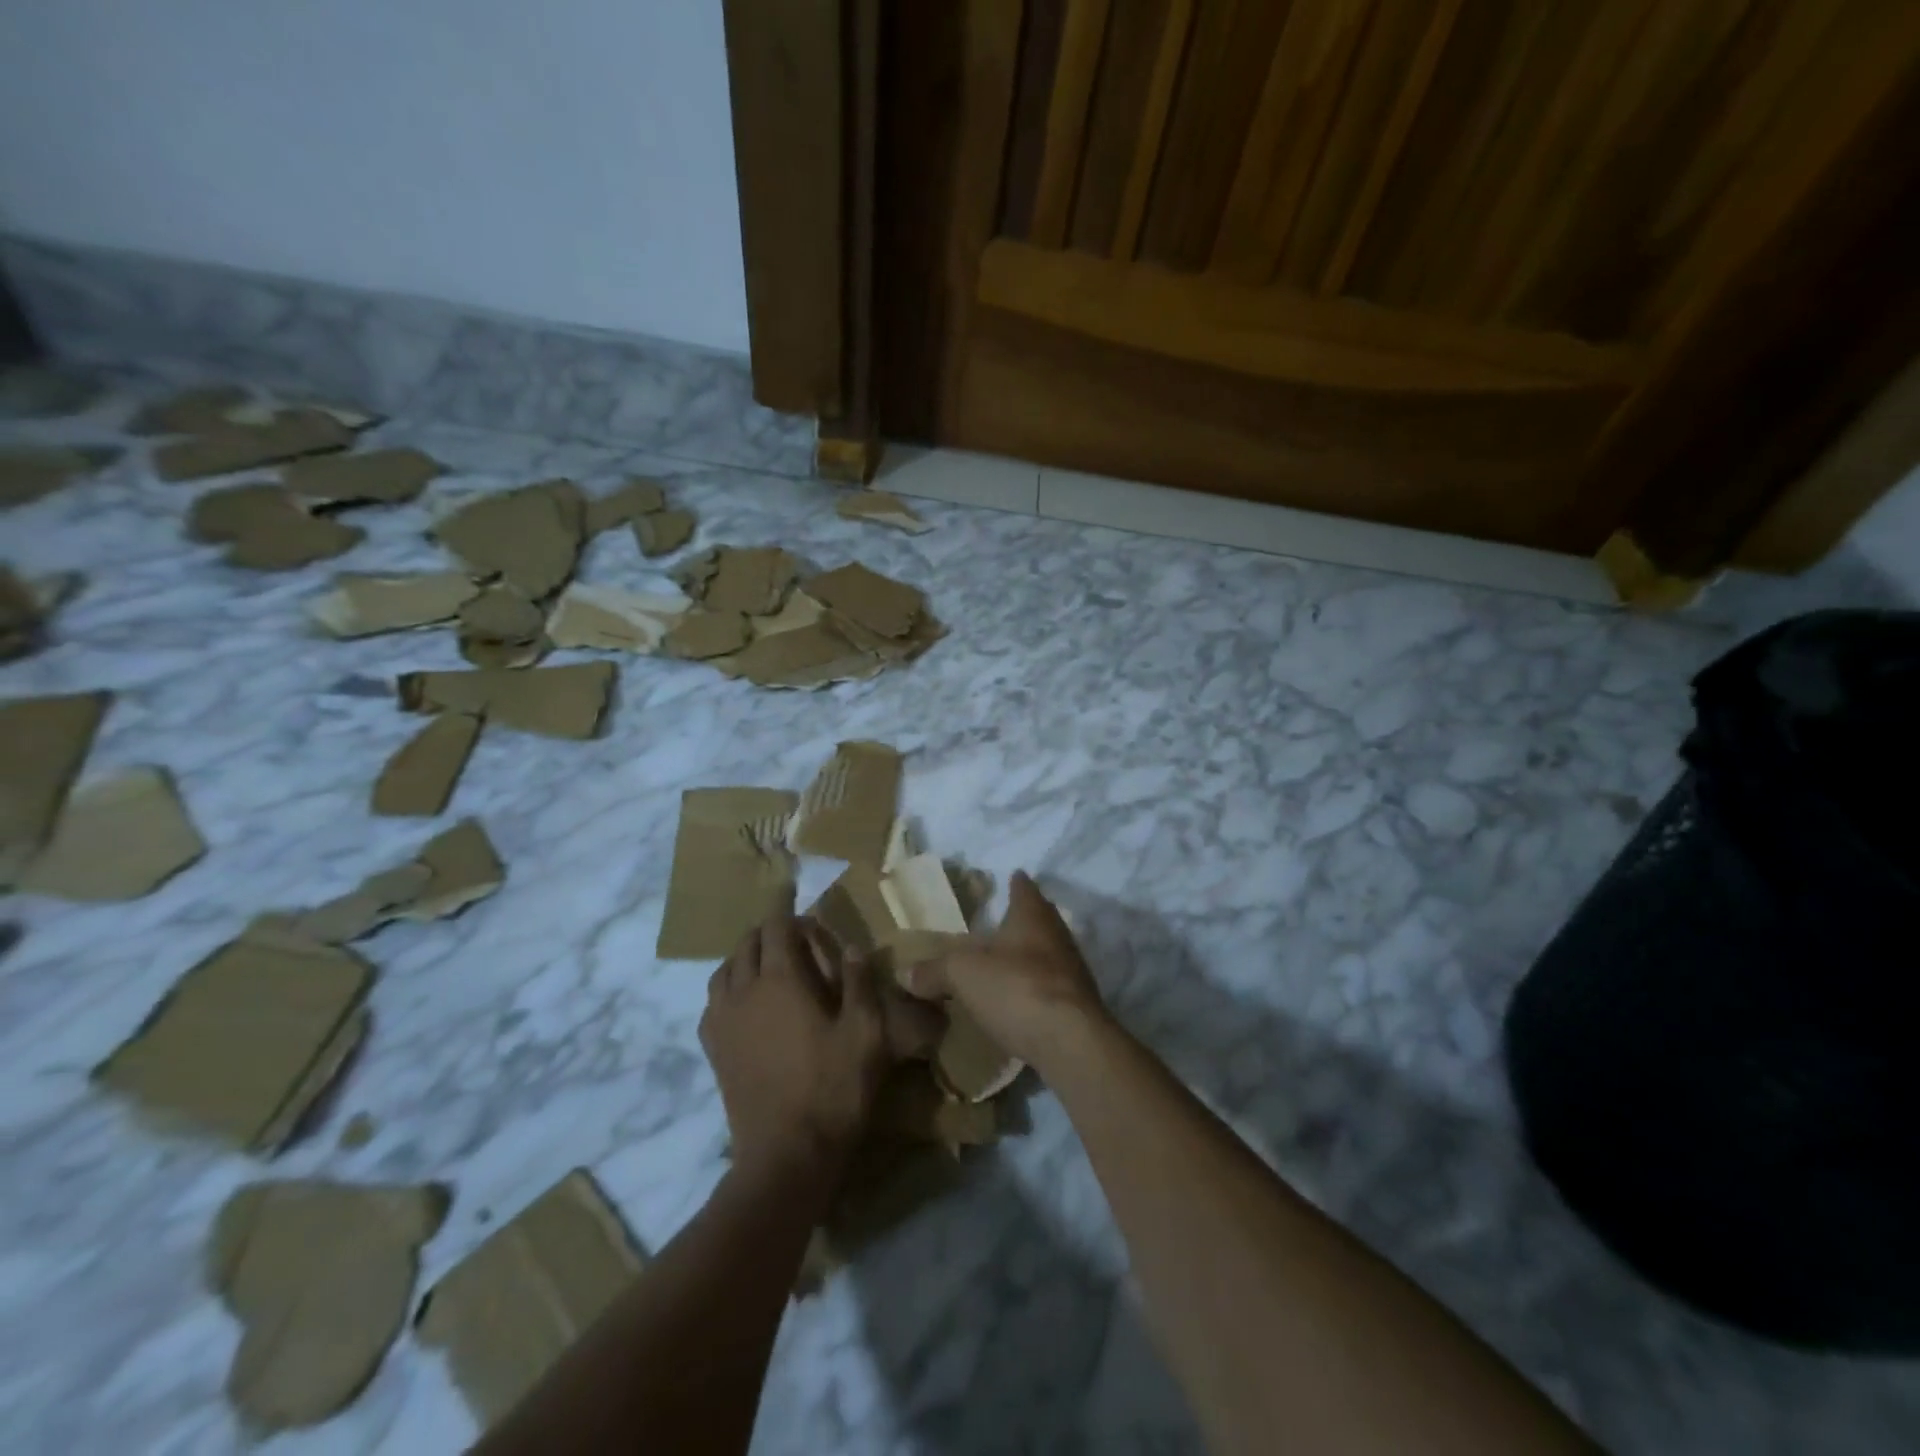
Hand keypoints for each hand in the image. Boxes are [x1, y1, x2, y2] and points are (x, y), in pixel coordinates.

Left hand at [700, 894, 941, 1178]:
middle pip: (747, 943)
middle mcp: (744, 990)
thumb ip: (858, 982)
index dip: (787, 908)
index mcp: (781, 979)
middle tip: (794, 937)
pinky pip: (713, 1002)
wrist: (786, 1155)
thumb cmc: (833, 1088)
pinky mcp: (713, 1049)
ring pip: (725, 970)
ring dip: (745, 957)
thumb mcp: (866, 1032)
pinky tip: (745, 1003)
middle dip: (768, 931)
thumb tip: (851, 947)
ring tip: (767, 964)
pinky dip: (728, 988)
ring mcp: (722, 1020)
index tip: (797, 899)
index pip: (776, 926)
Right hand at [903, 872, 1108, 1070]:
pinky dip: (1037, 987)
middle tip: (1004, 920)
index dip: (1016, 883)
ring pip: (1049, 952)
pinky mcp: (1078, 1005)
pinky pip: (1053, 986)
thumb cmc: (1016, 988)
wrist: (1071, 1042)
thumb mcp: (963, 975)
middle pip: (1042, 918)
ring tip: (1009, 960)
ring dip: (1031, 954)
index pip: (1025, 888)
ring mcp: (1073, 971)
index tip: (1012, 876)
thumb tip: (905, 973)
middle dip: (1024, 918)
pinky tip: (1022, 999)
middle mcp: (1058, 935)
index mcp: (1033, 916)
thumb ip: (935, 971)